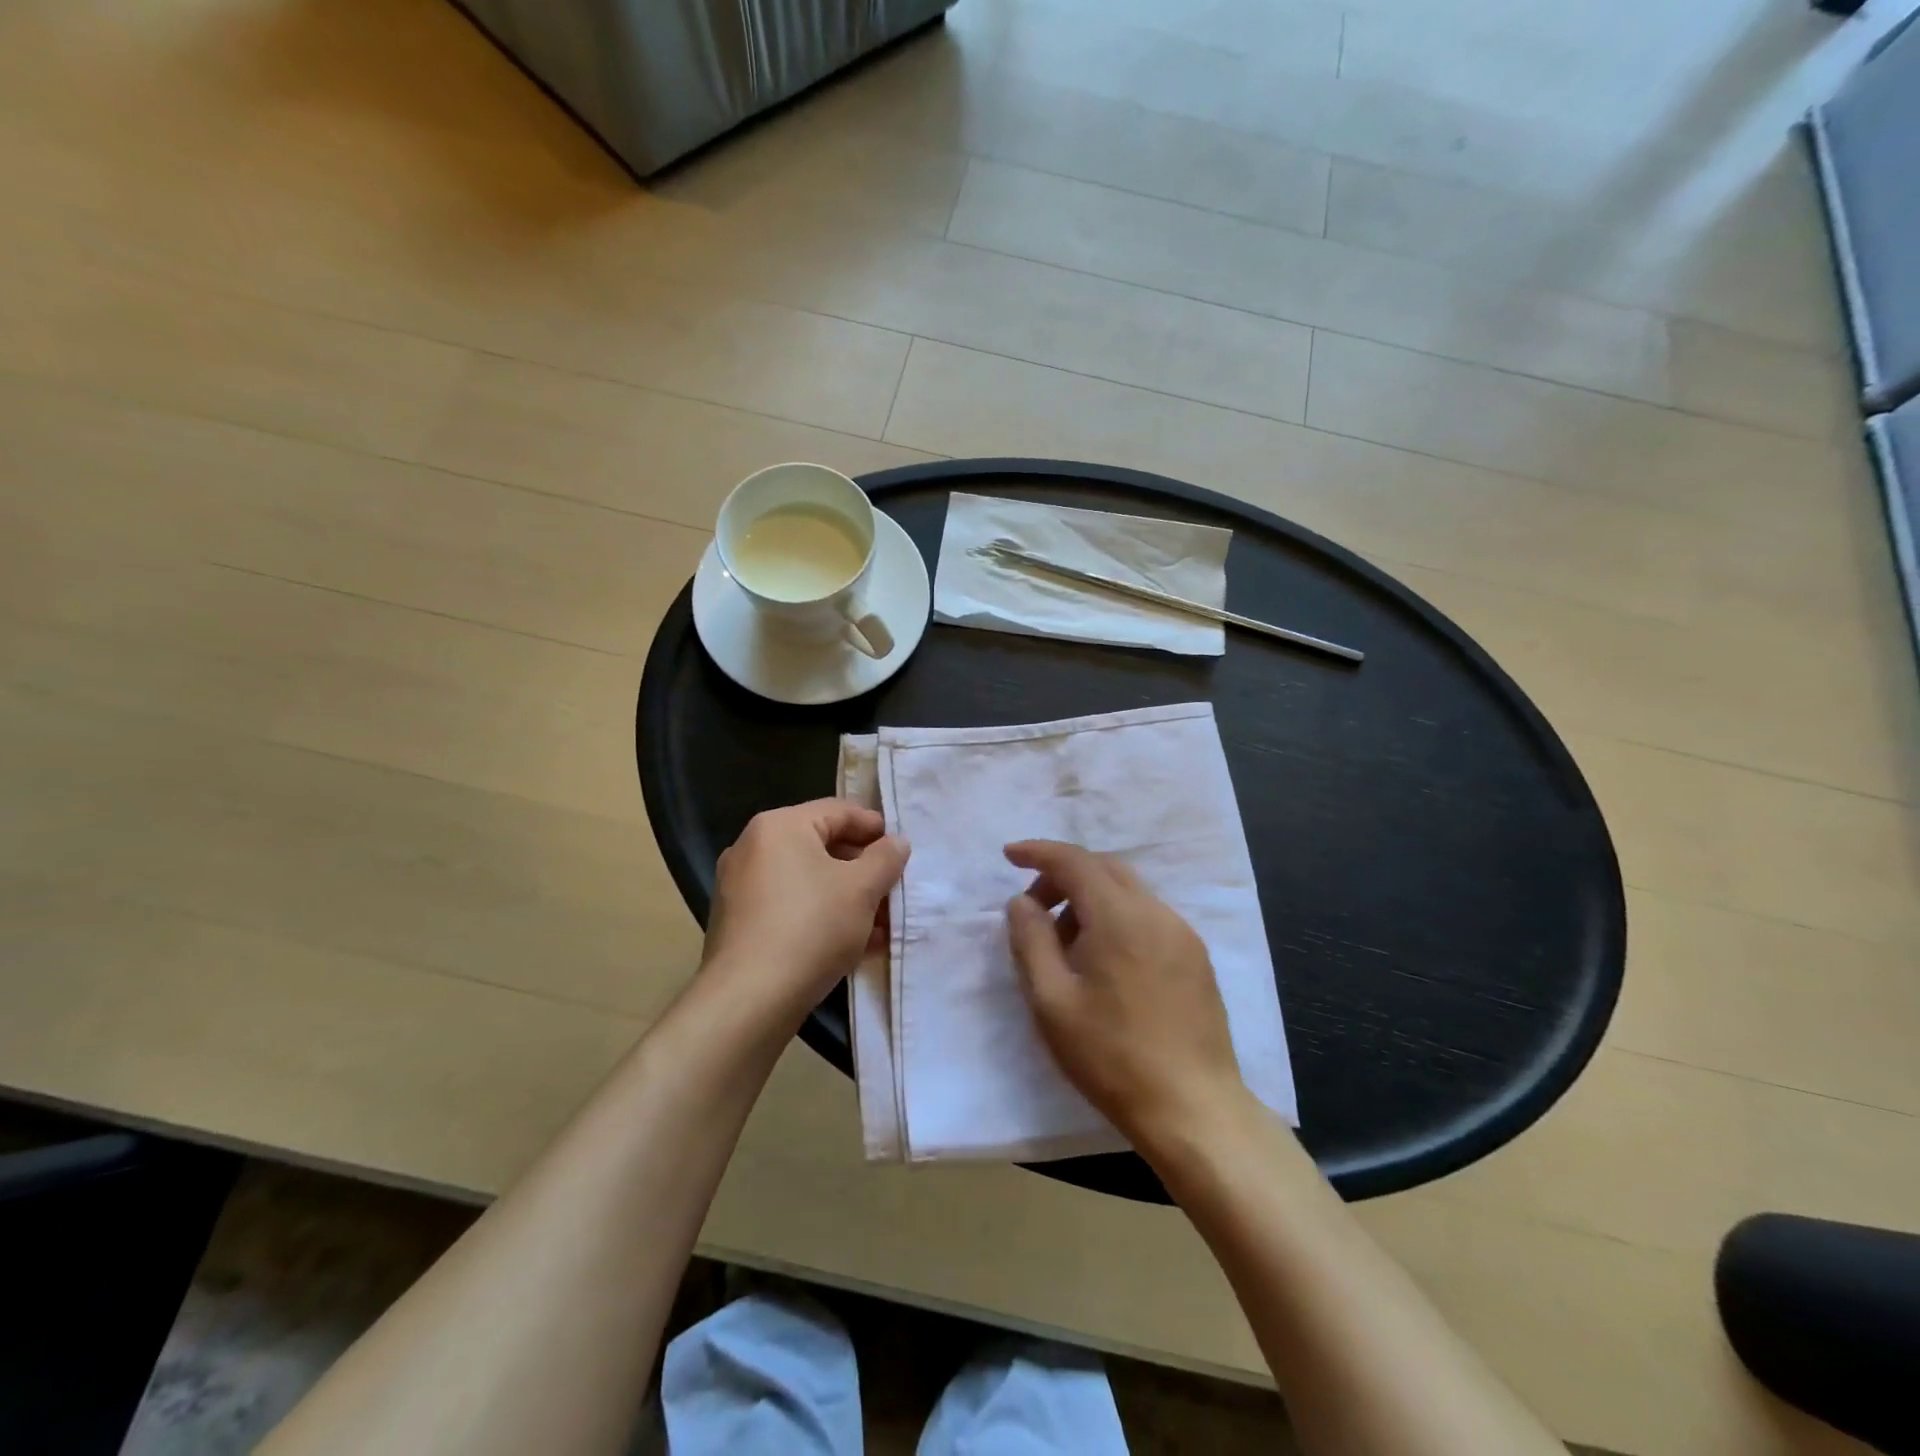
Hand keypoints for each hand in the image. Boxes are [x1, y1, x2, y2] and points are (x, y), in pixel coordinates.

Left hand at [701, 800, 909, 1030]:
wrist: (749, 999)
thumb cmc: (811, 927)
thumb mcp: (862, 889)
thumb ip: (885, 858)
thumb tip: (896, 843)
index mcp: (779, 826)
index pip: (838, 811)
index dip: (875, 827)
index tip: (902, 849)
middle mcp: (753, 849)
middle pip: (822, 847)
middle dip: (863, 869)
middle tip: (893, 889)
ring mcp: (741, 888)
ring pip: (808, 882)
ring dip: (847, 898)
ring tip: (882, 923)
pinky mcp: (740, 925)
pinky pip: (790, 908)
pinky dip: (822, 917)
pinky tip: (855, 945)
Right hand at [1004, 840, 1247, 1150]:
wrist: (1193, 1109)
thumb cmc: (1112, 1056)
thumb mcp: (1051, 1001)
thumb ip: (1031, 940)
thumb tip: (1022, 901)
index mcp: (1120, 916)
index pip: (1075, 861)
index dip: (1039, 852)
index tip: (1009, 855)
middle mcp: (1156, 912)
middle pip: (1104, 868)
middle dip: (1063, 875)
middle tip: (1034, 908)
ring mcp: (1181, 933)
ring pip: (1128, 891)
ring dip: (1090, 898)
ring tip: (1066, 944)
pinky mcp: (1195, 957)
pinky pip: (1148, 915)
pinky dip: (1116, 917)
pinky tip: (1103, 961)